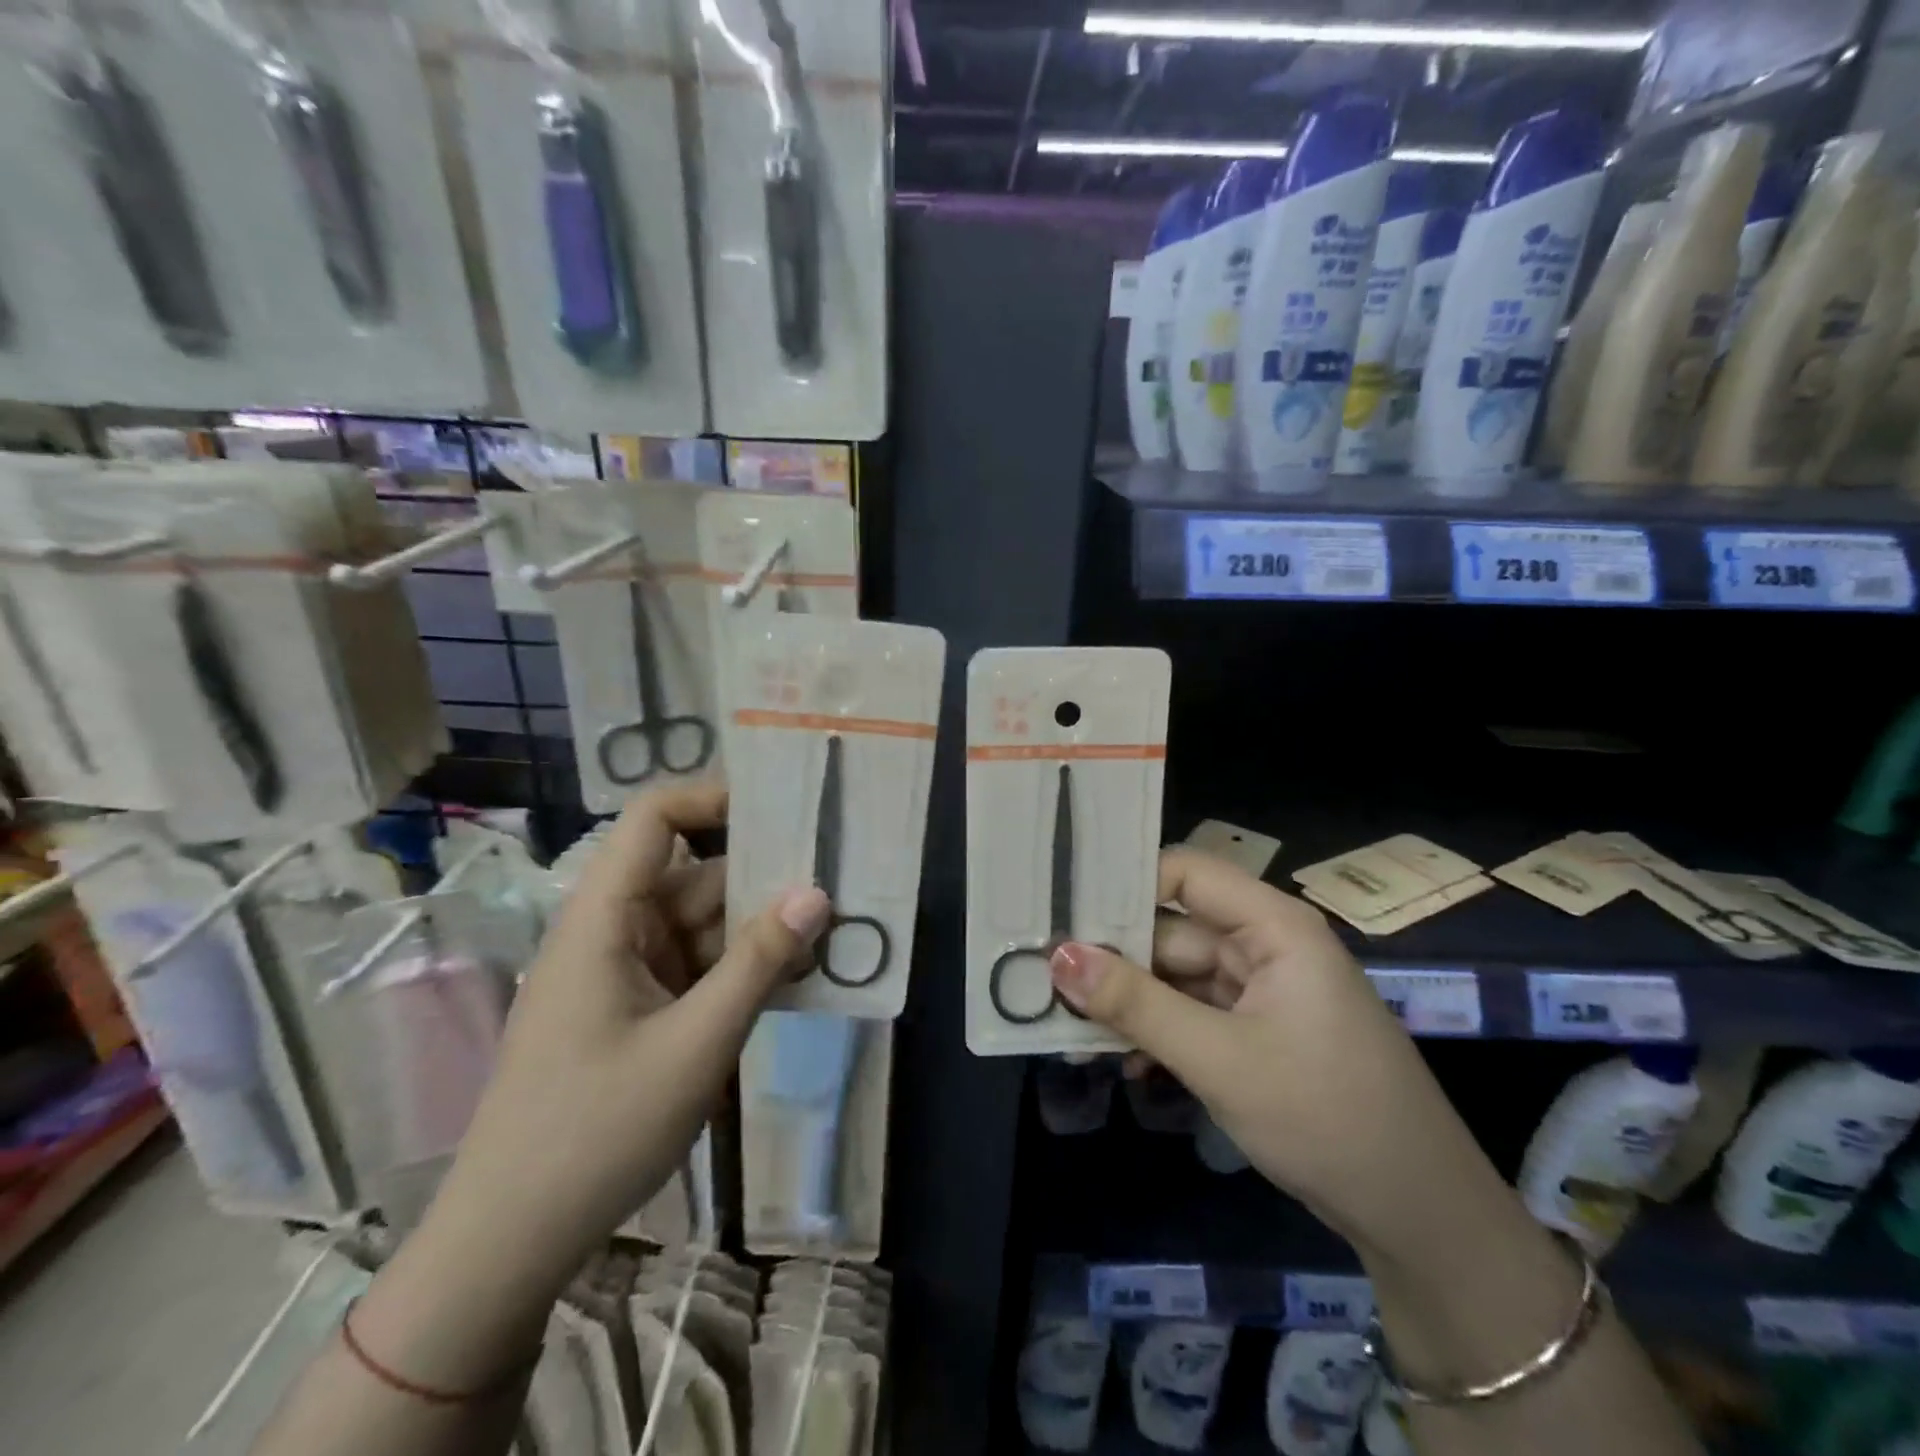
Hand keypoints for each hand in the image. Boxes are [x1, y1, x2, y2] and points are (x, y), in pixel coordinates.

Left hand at [430, 783, 829, 1288]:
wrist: (511, 1243)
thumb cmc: (595, 1132)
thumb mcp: (696, 1044)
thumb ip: (759, 963)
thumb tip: (817, 893)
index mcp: (604, 918)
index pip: (654, 820)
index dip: (712, 798)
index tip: (782, 810)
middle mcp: (613, 931)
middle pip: (694, 876)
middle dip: (762, 880)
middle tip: (837, 885)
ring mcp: (624, 972)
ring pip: (703, 926)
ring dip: (759, 933)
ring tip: (830, 940)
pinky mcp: (637, 1009)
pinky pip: (697, 968)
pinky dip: (741, 971)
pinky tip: (795, 983)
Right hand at [1048, 848, 1497, 1258]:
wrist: (1419, 1219)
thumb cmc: (1325, 1116)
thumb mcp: (1219, 1059)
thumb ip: (1135, 1004)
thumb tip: (1058, 955)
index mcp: (1273, 926)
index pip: (1185, 873)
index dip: (1125, 883)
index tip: (1062, 907)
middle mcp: (1265, 945)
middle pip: (1172, 928)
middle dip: (1113, 955)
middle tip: (1043, 973)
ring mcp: (1261, 990)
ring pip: (1175, 975)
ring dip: (1128, 1000)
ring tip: (1064, 1019)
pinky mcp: (1256, 1031)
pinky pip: (1191, 1013)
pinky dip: (1156, 1031)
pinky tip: (1120, 1061)